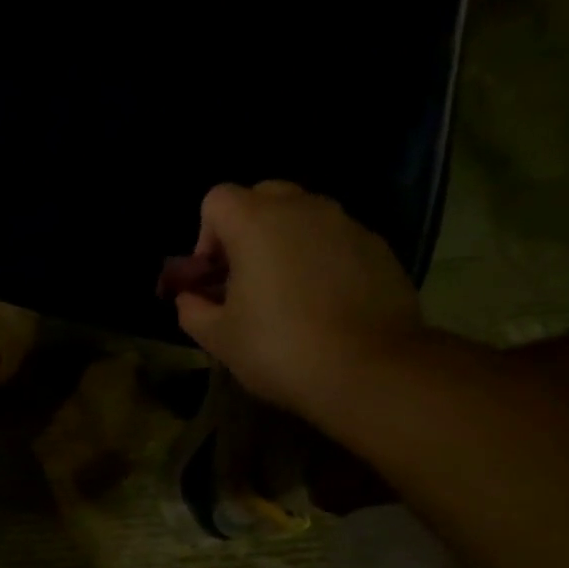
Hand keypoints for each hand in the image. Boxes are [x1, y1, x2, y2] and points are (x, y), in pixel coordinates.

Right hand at [175, 181, 427, 418]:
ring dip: (286, 243)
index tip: (213, 276)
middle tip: (246, 278)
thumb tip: (190, 298)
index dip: (206, 236)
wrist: (371, 370)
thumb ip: (192, 310)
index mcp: (256, 222)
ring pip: (302, 217)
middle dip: (246, 230)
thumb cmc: (280, 348)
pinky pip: (335, 239)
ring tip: (287, 294)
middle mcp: (302, 209)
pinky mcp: (378, 247)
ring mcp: (346, 224)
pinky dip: (322, 259)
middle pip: (262, 197)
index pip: (217, 200)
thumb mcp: (218, 338)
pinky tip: (324, 304)